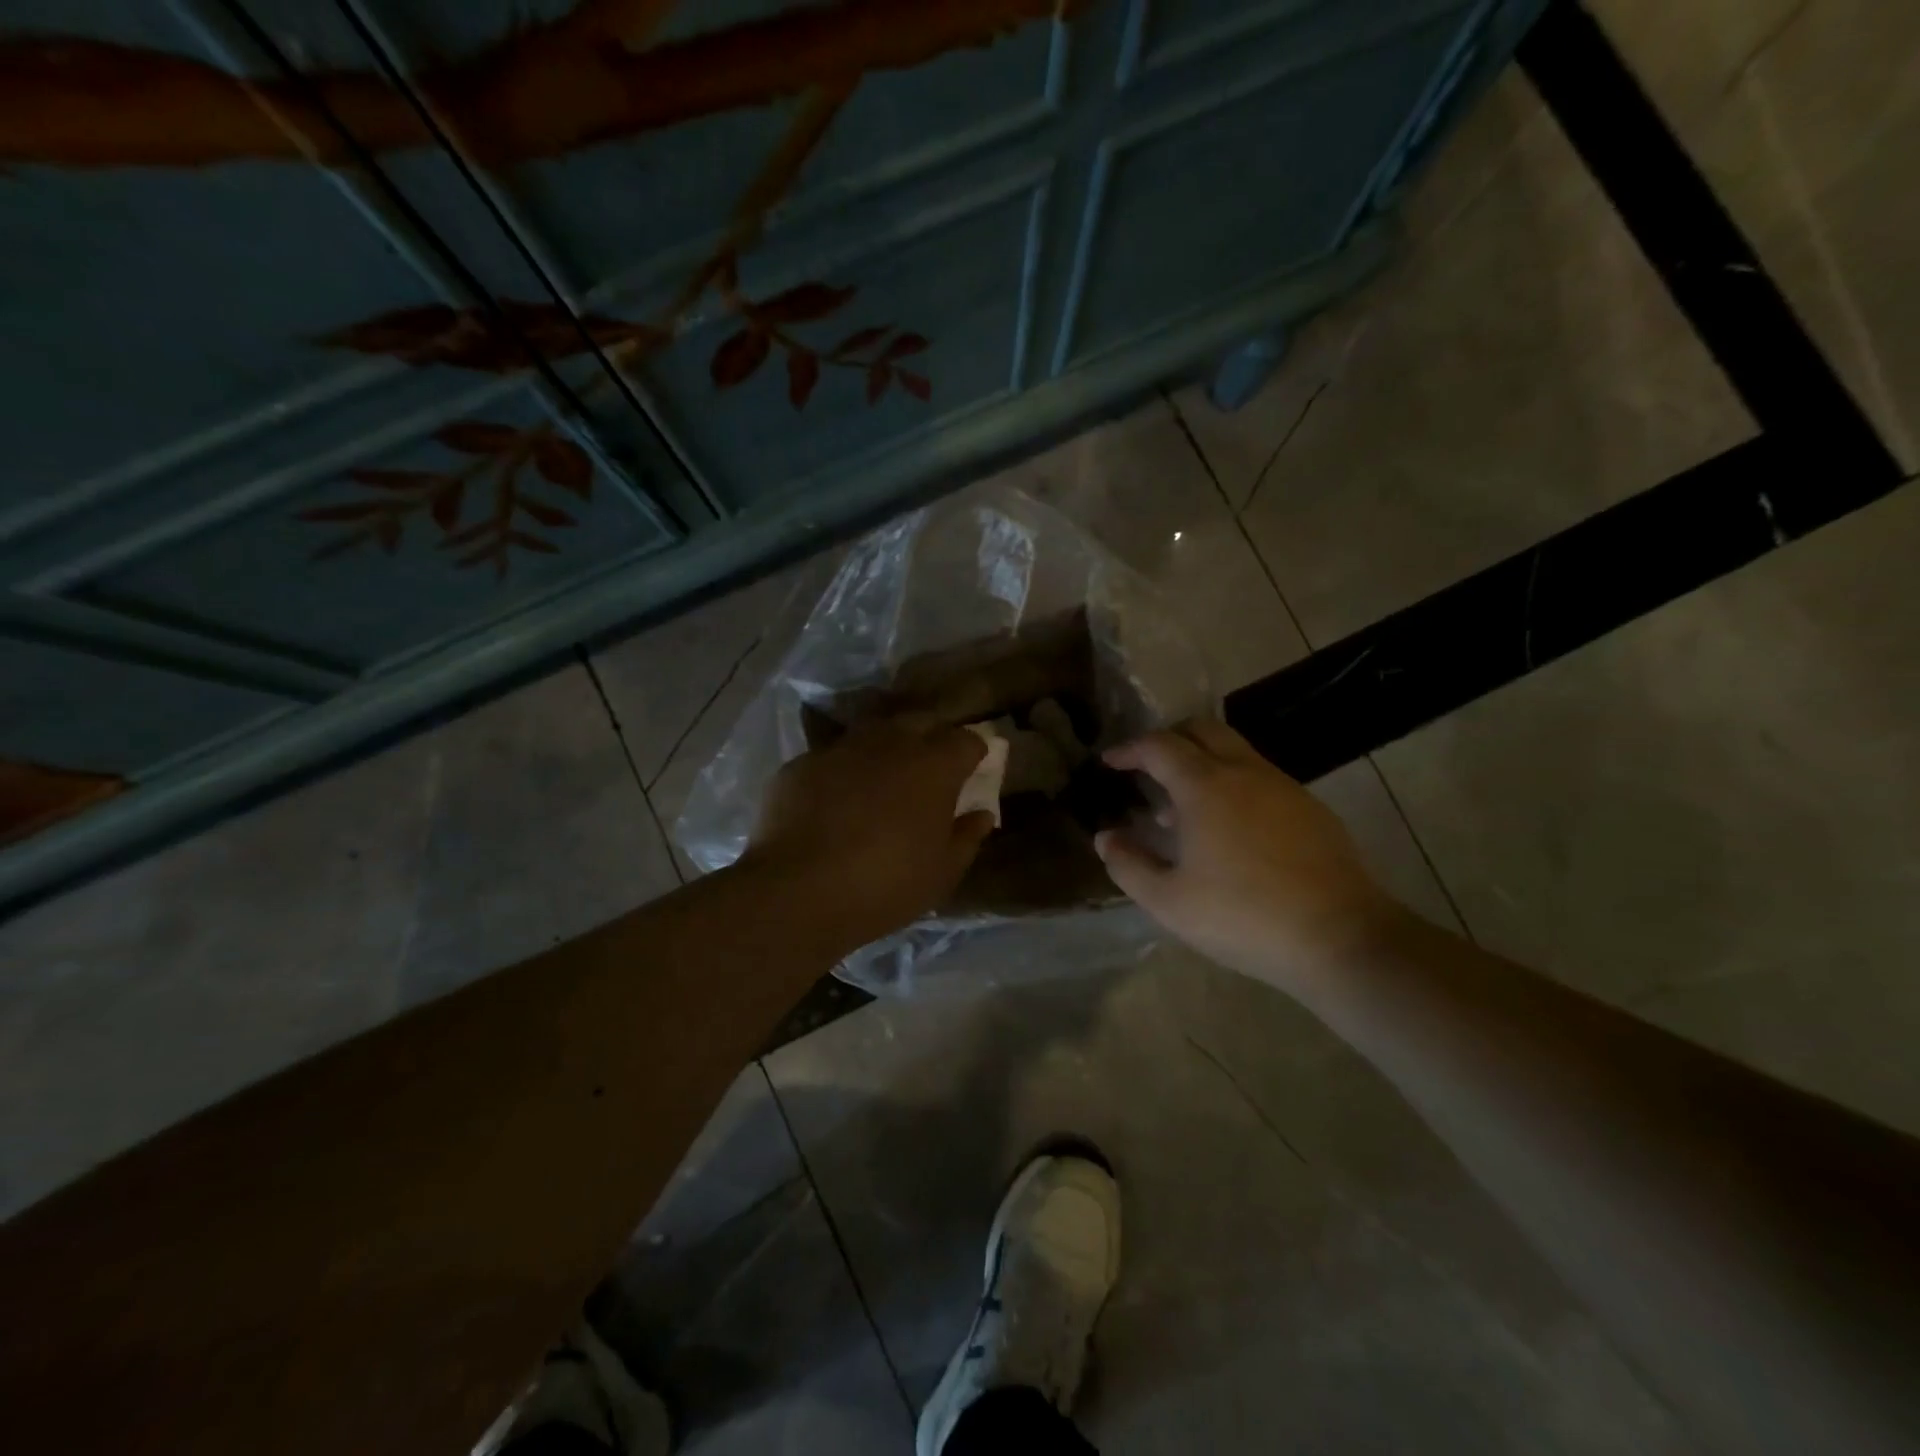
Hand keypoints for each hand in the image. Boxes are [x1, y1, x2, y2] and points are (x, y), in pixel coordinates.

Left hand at [743, 717, 994, 953]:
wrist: (797, 892)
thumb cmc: (886, 885)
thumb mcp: (941, 873)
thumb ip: (967, 836)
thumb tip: (981, 813)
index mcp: (933, 766)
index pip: (967, 740)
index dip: (975, 752)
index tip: (974, 770)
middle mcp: (890, 742)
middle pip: (921, 722)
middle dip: (932, 738)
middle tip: (932, 769)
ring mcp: (842, 748)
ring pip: (874, 733)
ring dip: (887, 748)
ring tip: (884, 779)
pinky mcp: (802, 763)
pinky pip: (834, 757)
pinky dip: (844, 771)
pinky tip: (836, 799)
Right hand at [1093, 718, 1396, 989]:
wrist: (1339, 937)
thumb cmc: (1242, 916)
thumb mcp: (1169, 901)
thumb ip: (1128, 865)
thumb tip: (1106, 837)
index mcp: (1204, 786)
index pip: (1159, 746)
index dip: (1129, 749)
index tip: (1109, 762)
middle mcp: (1244, 772)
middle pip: (1202, 729)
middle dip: (1168, 739)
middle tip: (1147, 768)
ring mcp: (1283, 786)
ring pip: (1235, 751)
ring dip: (1202, 764)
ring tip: (1182, 809)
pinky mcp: (1310, 808)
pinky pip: (1260, 777)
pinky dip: (1233, 784)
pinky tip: (1229, 830)